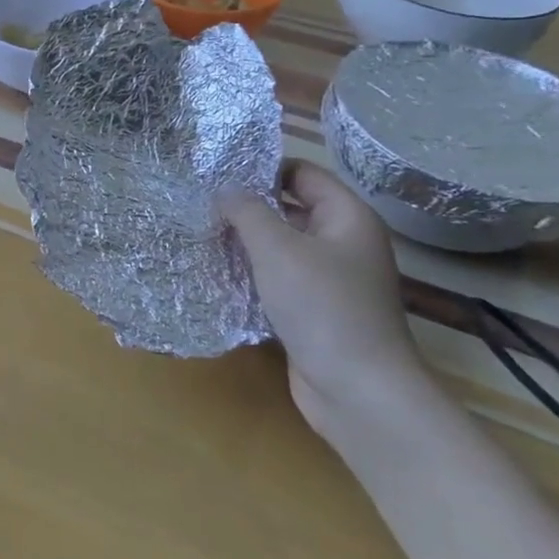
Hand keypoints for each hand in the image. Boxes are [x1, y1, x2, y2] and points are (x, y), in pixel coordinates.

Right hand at [220, 161, 427, 430]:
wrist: (359, 390)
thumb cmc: (322, 306)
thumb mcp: (277, 249)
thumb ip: (247, 211)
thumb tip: (224, 187)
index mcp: (347, 217)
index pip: (302, 173)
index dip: (262, 167)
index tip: (216, 171)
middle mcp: (343, 242)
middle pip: (290, 208)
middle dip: (248, 205)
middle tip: (200, 201)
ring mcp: (331, 279)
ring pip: (282, 246)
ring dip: (246, 241)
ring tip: (201, 232)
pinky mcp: (315, 310)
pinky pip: (279, 278)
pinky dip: (252, 273)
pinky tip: (218, 272)